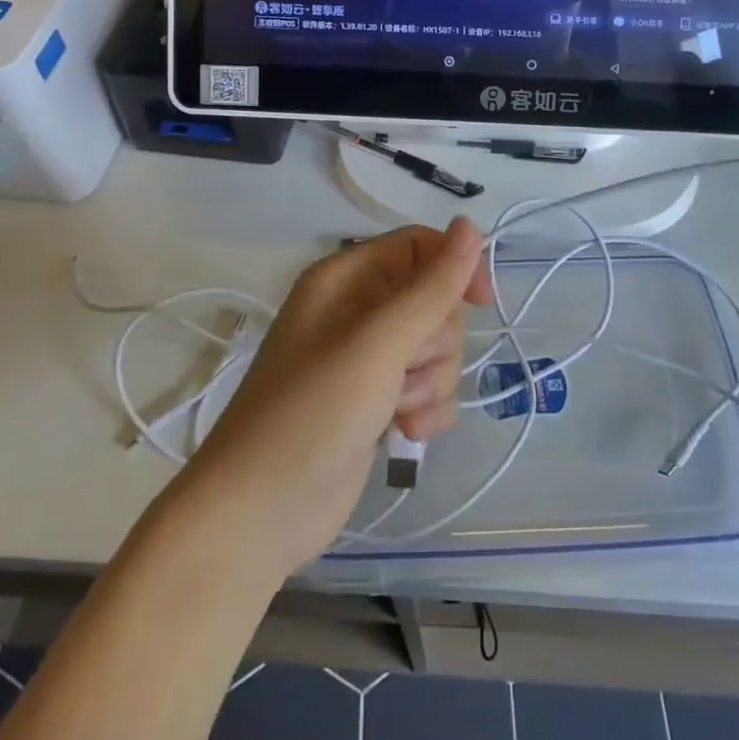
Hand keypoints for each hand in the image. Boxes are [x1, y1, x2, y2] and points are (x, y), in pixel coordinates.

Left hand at [177, 218, 491, 574]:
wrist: (258, 515)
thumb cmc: (311, 413)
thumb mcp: (376, 344)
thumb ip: (430, 288)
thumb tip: (471, 224)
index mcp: (347, 278)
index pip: (419, 246)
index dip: (455, 266)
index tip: (480, 303)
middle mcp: (358, 309)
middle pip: (435, 300)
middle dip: (433, 342)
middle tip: (403, 371)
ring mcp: (368, 358)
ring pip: (437, 347)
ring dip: (429, 382)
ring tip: (395, 410)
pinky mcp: (378, 401)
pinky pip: (430, 387)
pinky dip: (426, 409)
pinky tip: (404, 434)